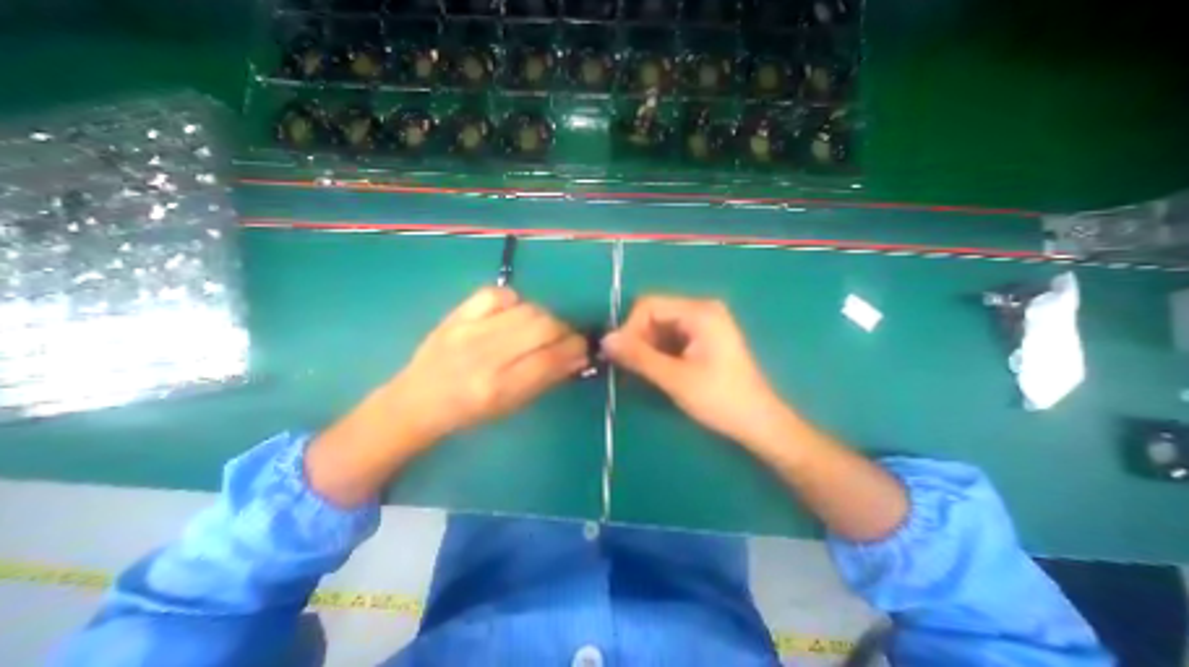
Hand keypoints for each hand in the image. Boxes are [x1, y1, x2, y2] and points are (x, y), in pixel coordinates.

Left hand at [301, 286, 585, 503]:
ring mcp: (468, 330)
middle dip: (564, 330)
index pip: (550, 359)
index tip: (584, 349)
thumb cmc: (467, 414)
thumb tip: (576, 357)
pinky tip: (513, 314)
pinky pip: (497, 294)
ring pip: (526, 309)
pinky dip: (514, 301)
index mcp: (497, 388)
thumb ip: (544, 379)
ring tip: (541, 329)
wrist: (416, 401)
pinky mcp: (456, 314)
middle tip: (565, 338)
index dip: (575, 350)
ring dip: (544, 317)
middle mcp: (484, 356)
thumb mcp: (509, 406)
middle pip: (542, 327)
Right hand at [605, 295, 798, 448]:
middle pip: (654, 314)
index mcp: (699, 312)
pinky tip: (658, 369)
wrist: (758, 423)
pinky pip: (671, 336)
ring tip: (644, 371)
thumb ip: (638, 356)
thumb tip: (605, 340)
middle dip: (638, 338)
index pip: (649, 306)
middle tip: (631, 366)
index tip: (621, 356)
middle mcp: (702, 309)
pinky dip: (659, 350)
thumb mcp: (675, 378)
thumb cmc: (720, 399)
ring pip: (660, 326)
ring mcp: (704, 323)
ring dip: (647, 346)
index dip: (629, 328)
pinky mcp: (704, 338)